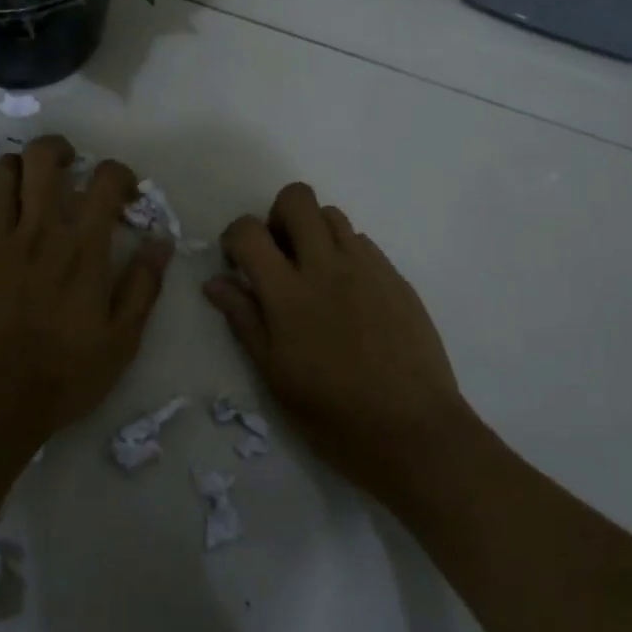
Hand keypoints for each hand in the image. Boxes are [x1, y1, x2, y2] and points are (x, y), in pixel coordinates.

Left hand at [0, 135, 172, 438]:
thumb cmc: (65, 374)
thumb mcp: (123, 339)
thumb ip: (144, 285)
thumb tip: (161, 242)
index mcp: (83, 247)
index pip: (105, 180)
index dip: (119, 174)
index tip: (124, 193)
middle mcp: (39, 230)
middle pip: (42, 158)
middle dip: (58, 149)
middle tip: (69, 166)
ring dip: (16, 170)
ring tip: (27, 188)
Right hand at [205, 183, 472, 507]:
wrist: (415, 432)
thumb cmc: (334, 415)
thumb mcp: (275, 375)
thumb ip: (244, 320)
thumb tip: (215, 283)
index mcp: (289, 294)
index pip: (249, 231)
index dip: (234, 237)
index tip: (237, 263)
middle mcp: (328, 266)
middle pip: (297, 199)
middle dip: (276, 216)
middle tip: (278, 256)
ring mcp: (368, 267)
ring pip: (333, 214)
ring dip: (313, 231)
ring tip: (314, 273)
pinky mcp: (396, 278)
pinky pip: (363, 242)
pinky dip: (344, 252)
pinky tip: (348, 294)